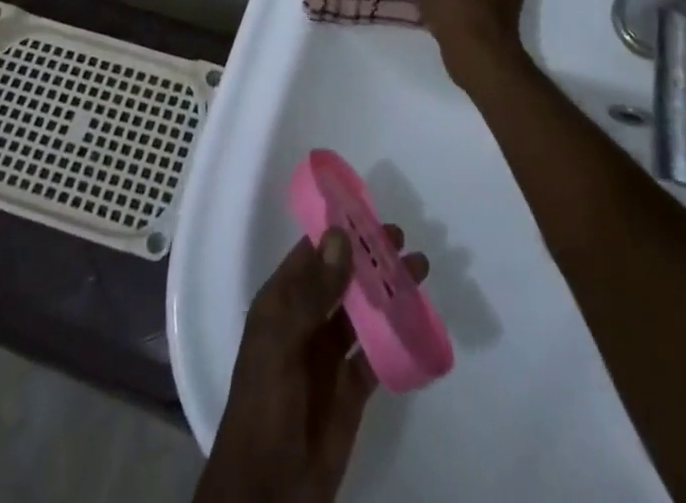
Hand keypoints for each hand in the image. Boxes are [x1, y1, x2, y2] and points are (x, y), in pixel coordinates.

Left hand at [198, 227, 429, 502]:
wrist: (267, 493)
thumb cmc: (265, 406)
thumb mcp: (281, 342)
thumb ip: (311, 291)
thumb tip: (340, 234)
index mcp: (282, 302)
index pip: (314, 253)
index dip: (341, 231)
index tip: (372, 211)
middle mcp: (306, 320)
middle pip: (343, 277)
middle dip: (371, 256)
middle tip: (404, 238)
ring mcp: (330, 355)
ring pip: (363, 310)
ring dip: (388, 289)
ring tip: (420, 269)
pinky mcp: (351, 389)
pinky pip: (377, 352)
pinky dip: (397, 334)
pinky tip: (419, 318)